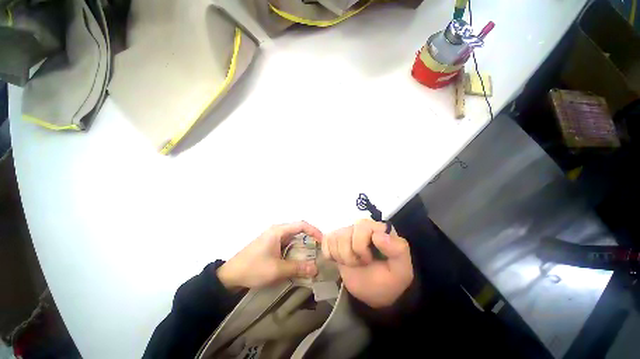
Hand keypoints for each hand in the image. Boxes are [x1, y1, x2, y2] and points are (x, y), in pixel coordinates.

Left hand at [217, 221, 322, 289]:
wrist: (230, 276)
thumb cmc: (253, 268)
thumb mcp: (277, 270)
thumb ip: (298, 268)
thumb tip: (316, 269)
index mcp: (278, 230)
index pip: (301, 225)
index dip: (314, 231)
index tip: (323, 241)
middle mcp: (277, 230)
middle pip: (299, 229)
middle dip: (310, 238)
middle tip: (320, 250)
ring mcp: (273, 237)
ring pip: (293, 237)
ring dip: (303, 244)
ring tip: (313, 255)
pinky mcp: (271, 244)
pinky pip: (288, 243)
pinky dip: (296, 249)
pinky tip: (299, 258)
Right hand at [322, 219, 413, 307]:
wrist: (372, 292)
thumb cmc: (388, 280)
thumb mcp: (401, 270)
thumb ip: (398, 250)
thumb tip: (378, 235)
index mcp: (378, 229)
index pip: (362, 227)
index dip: (361, 247)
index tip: (369, 260)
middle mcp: (361, 226)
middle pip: (345, 233)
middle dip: (351, 255)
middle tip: (361, 263)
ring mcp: (347, 232)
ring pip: (334, 238)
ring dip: (342, 257)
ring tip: (352, 263)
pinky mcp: (335, 239)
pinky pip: (326, 241)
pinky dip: (331, 254)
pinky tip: (340, 260)